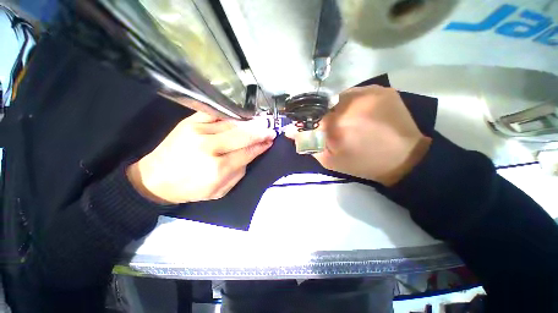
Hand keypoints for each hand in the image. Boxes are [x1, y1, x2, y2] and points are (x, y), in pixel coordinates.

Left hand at [127, 112, 276, 203]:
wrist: (156, 179)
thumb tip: (253, 153)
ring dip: (249, 123)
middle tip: (270, 129)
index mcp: (218, 168)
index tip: (270, 141)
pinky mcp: (189, 122)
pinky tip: (241, 115)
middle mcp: (209, 148)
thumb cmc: (191, 188)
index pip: (247, 153)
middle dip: (260, 132)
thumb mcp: (220, 190)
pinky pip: (215, 113)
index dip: (261, 146)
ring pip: (232, 124)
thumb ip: (240, 172)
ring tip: (261, 122)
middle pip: (242, 135)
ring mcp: (198, 132)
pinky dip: (230, 114)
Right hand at [288, 85, 430, 185]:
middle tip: (333, 127)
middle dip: (324, 116)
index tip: (309, 127)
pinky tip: (361, 114)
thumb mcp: (330, 160)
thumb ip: (308, 144)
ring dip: (338, 108)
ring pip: (340, 97)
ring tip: (348, 121)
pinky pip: (357, 93)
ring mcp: (368, 93)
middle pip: (324, 104)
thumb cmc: (362, 164)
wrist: (404, 159)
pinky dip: (353, 103)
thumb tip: (290, 130)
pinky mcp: (382, 90)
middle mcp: (350, 104)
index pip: (309, 116)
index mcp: (336, 125)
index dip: (307, 121)